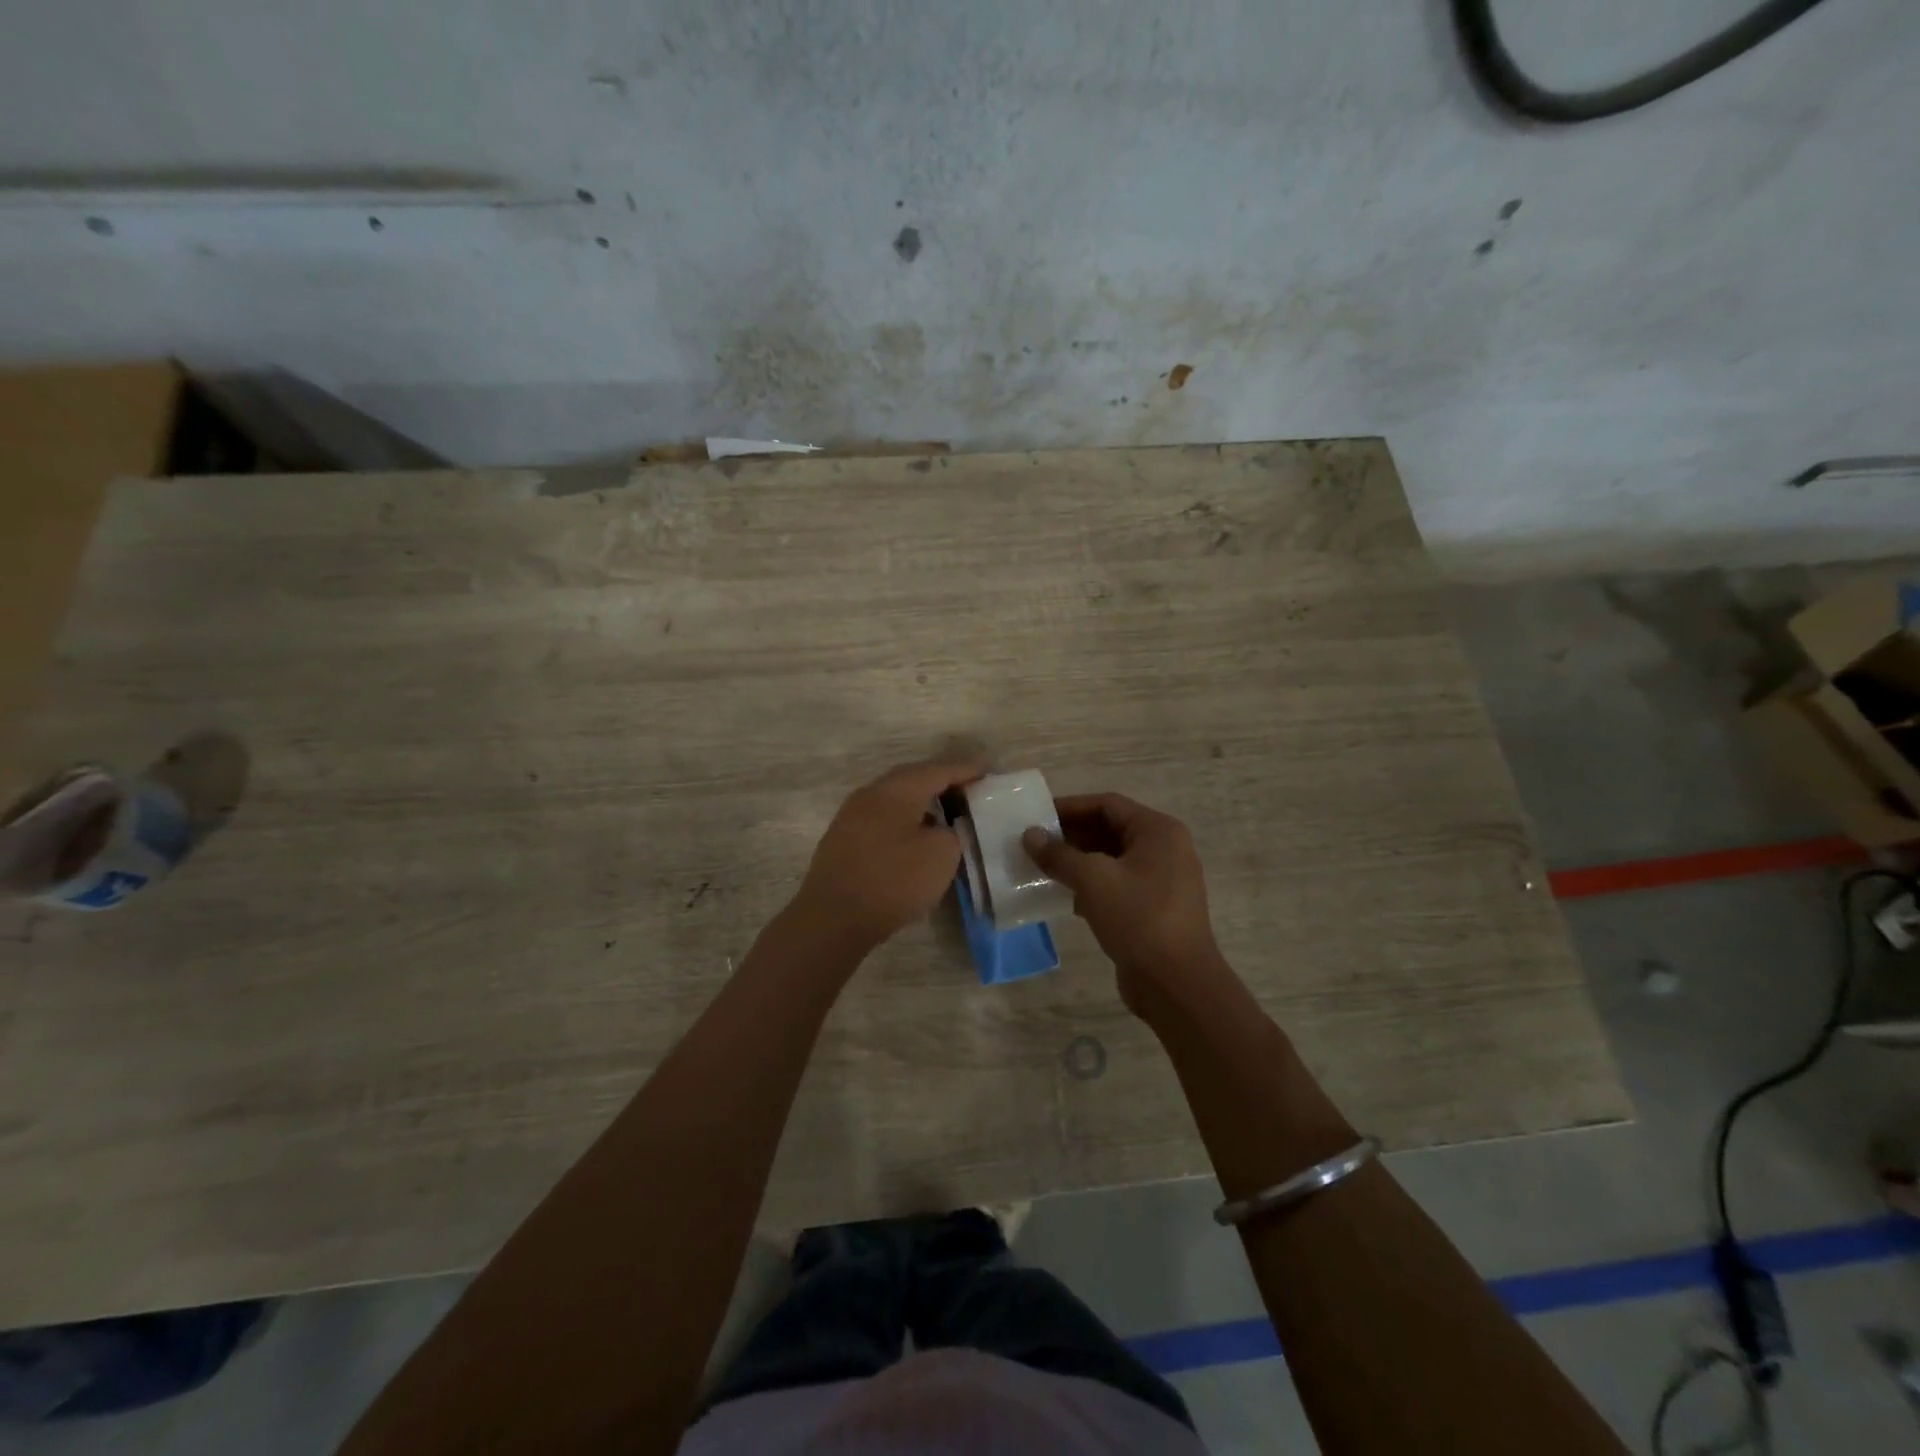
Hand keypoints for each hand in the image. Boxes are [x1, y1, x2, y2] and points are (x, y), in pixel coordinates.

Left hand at [791, 756, 983, 953]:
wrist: (832, 919)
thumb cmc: (893, 881)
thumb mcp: (941, 855)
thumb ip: (952, 832)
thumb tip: (942, 829)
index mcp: (897, 790)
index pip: (939, 769)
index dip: (967, 769)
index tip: (989, 769)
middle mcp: (871, 794)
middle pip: (914, 779)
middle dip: (944, 782)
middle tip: (970, 789)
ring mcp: (852, 816)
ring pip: (896, 799)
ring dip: (924, 803)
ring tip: (948, 813)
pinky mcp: (844, 840)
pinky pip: (884, 819)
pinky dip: (906, 821)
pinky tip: (918, 838)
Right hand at [1022, 793, 1223, 1012]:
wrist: (1176, 984)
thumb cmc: (1138, 918)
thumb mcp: (1093, 880)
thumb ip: (1059, 854)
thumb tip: (1030, 835)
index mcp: (1158, 831)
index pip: (1107, 805)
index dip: (1069, 807)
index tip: (1036, 815)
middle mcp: (1164, 849)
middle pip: (1110, 830)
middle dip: (1071, 835)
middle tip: (1034, 843)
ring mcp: (1161, 880)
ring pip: (1111, 859)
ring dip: (1077, 862)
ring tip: (1041, 867)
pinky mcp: (1153, 908)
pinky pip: (1116, 885)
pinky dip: (1090, 886)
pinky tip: (1061, 896)